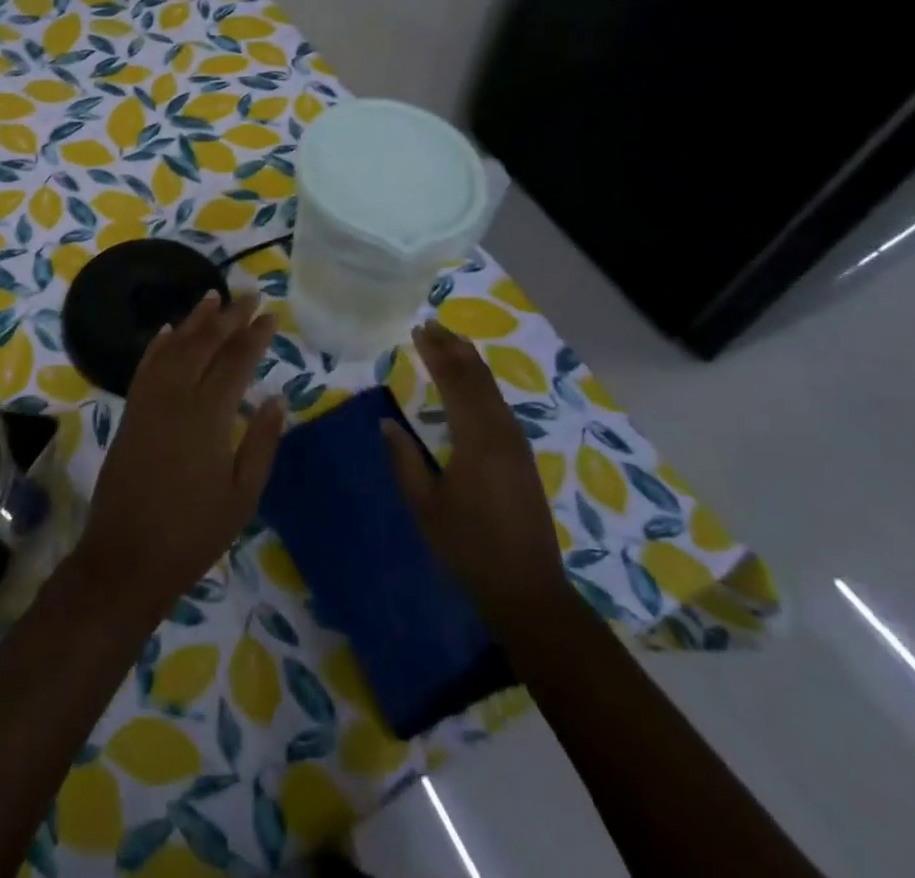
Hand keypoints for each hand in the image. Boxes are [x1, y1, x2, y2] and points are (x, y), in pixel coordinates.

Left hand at [74, 291, 286, 621]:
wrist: (127, 557)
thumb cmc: (194, 532)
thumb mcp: (242, 496)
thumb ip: (261, 442)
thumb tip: (277, 398)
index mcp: (208, 415)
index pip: (236, 361)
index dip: (255, 336)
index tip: (270, 316)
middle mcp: (176, 397)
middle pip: (205, 344)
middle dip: (229, 317)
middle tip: (250, 295)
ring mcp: (149, 402)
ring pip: (174, 347)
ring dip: (194, 320)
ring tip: (213, 296)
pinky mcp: (131, 412)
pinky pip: (146, 366)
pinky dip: (159, 344)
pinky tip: (169, 330)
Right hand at [381, 321, 566, 629]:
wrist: (527, 589)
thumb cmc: (468, 547)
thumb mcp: (425, 505)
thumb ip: (404, 460)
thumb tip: (387, 422)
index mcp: (476, 439)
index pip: (455, 382)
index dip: (436, 353)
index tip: (418, 330)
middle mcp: (500, 432)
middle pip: (478, 378)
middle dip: (454, 349)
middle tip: (432, 325)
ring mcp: (516, 444)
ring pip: (493, 390)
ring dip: (471, 363)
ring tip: (452, 342)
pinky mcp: (522, 458)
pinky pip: (500, 405)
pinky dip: (483, 384)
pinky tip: (474, 385)